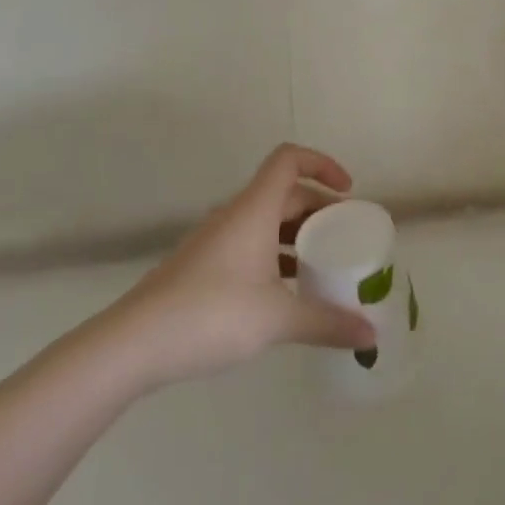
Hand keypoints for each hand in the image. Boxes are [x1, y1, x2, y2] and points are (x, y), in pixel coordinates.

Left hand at [87, 144, 375, 392]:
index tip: (347, 192)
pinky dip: (275, 257)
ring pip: (266, 221)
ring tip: (323, 265)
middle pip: (284, 192)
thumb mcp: (278, 318)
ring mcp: (215, 241)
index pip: (290, 160)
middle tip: (345, 237)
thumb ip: (327, 323)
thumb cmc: (211, 314)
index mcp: (255, 209)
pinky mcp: (202, 267)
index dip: (323, 164)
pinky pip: (250, 245)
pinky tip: (286, 293)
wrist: (132, 344)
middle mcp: (235, 215)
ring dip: (297, 235)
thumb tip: (372, 337)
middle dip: (319, 208)